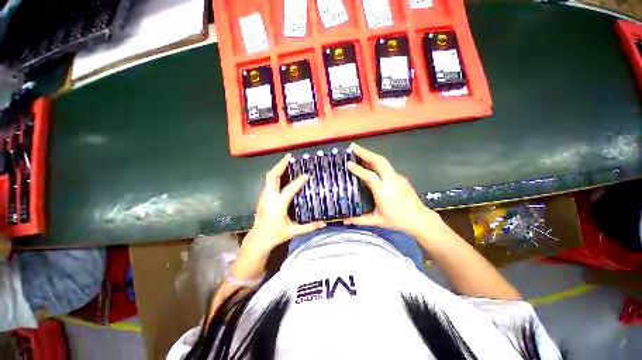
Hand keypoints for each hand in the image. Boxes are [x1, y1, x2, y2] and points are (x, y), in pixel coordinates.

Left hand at [244, 154, 325, 254]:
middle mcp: (269, 197)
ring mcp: (264, 196)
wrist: (258, 239)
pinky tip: (282, 174)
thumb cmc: (275, 235)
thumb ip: (309, 227)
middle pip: (272, 176)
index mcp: (278, 205)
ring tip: (287, 162)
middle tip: (289, 157)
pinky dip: (275, 175)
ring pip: (269, 177)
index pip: (289, 189)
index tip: (306, 175)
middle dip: (280, 165)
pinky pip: (268, 182)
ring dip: (278, 168)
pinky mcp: (262, 197)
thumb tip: (323, 224)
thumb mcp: (293, 231)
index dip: (299, 181)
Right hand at [344, 143, 444, 236]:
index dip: (358, 169)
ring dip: (370, 154)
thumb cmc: (397, 220)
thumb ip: (359, 220)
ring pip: (383, 161)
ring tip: (358, 150)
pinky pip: (386, 166)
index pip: (370, 176)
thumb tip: (344, 220)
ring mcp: (397, 177)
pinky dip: (375, 161)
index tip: (348, 163)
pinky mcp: (400, 177)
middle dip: (365, 152)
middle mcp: (391, 181)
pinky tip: (369, 163)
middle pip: (379, 161)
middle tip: (352, 146)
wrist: (419, 219)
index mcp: (384, 192)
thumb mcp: (377, 221)